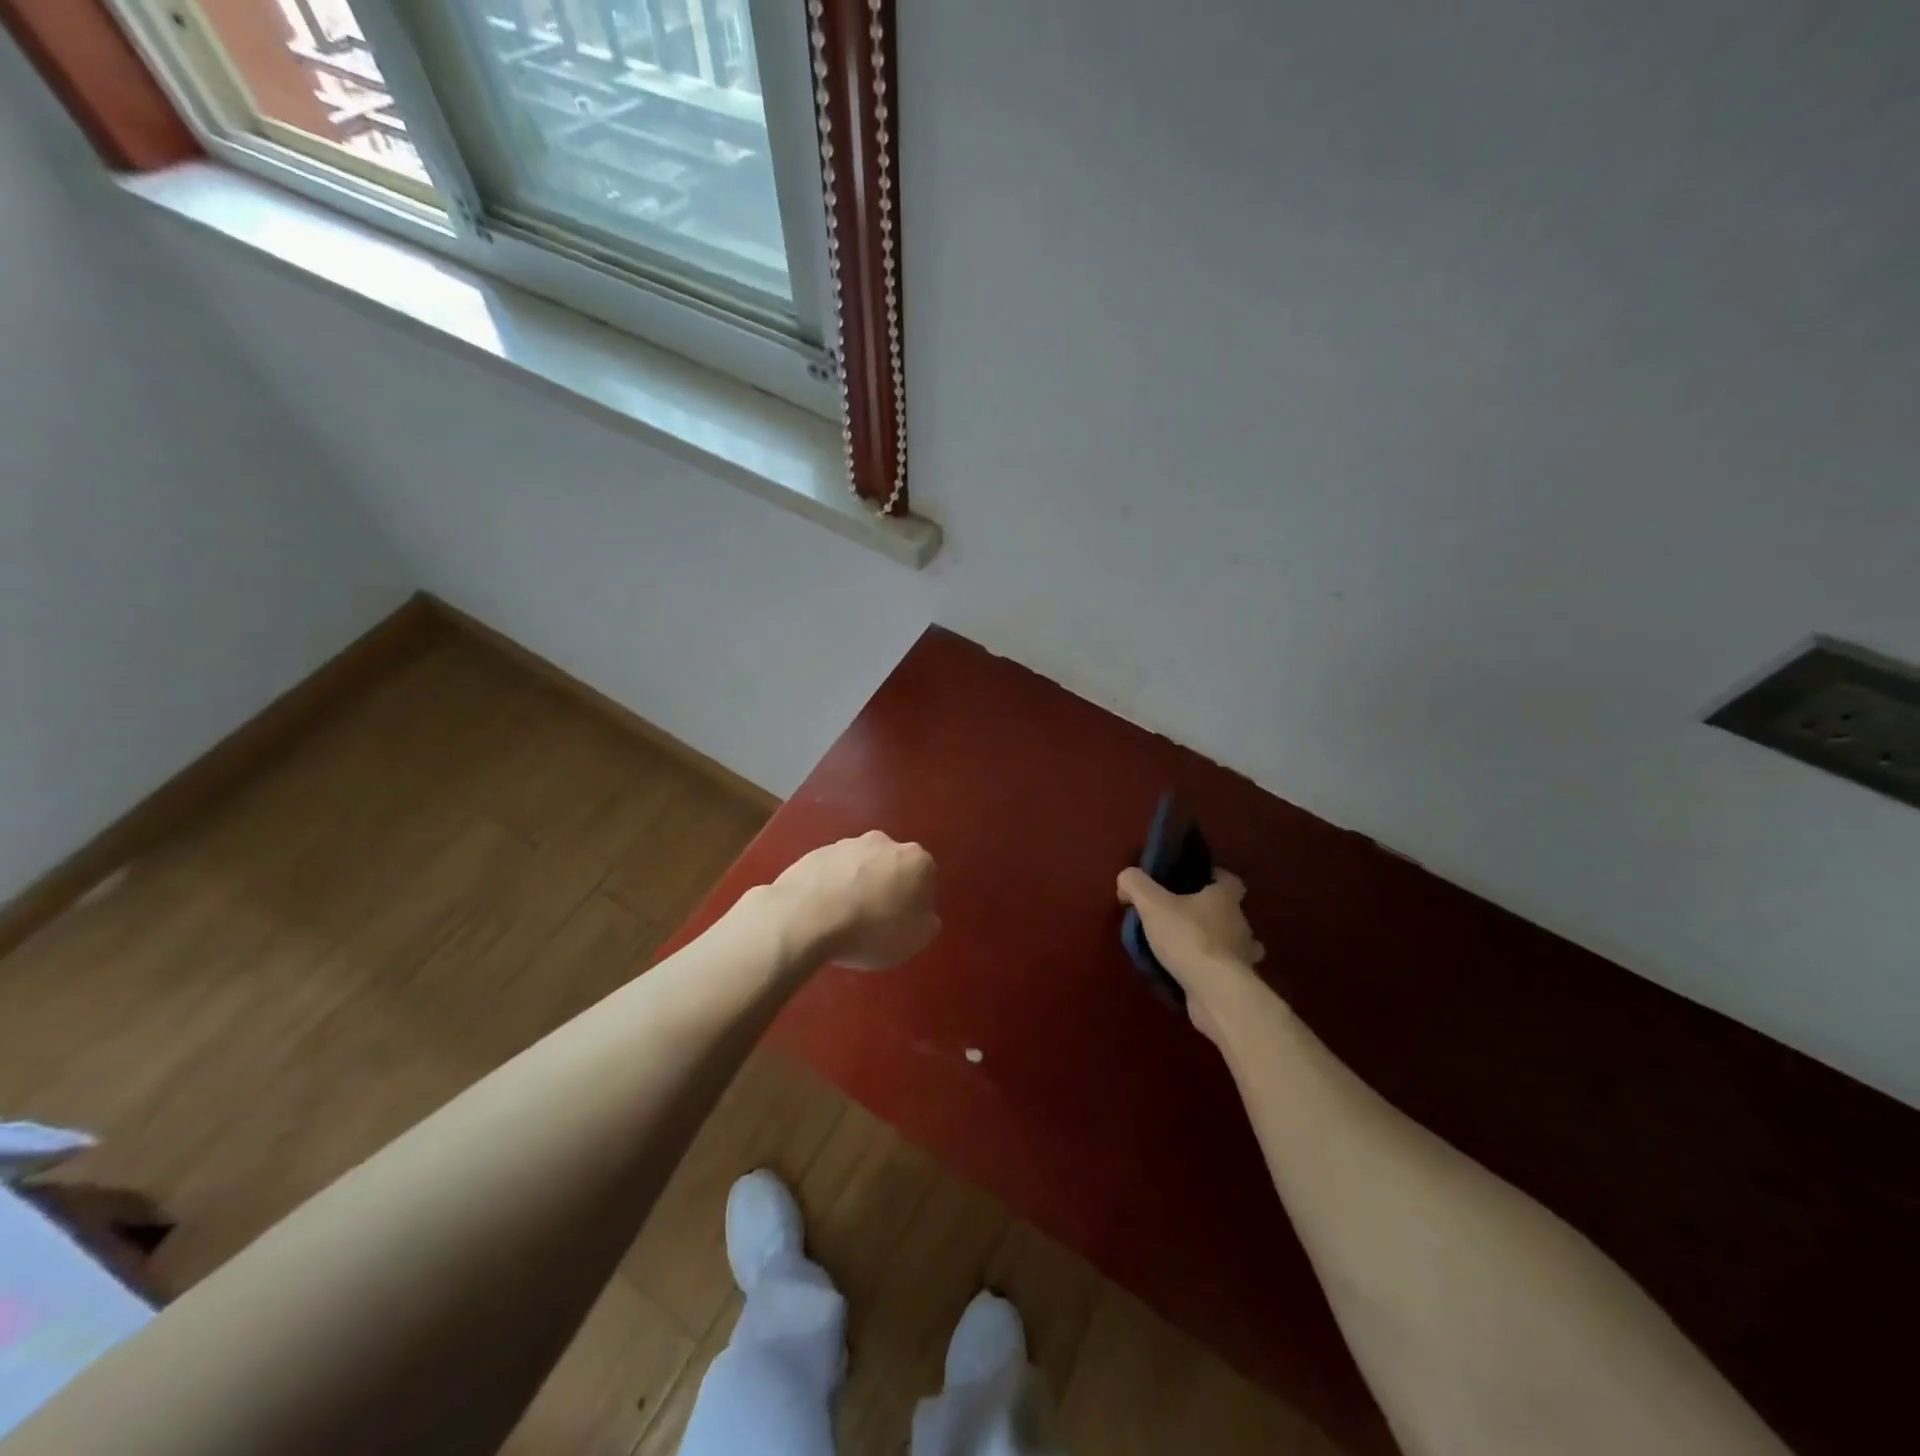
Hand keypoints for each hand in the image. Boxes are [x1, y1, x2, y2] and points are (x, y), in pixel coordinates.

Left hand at [770, 832, 939, 969]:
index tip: (902, 924)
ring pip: (860, 867)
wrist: (806, 917)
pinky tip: (821, 913)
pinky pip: (832, 873)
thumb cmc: (871, 929)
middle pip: (892, 867)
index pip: (926, 879)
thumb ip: (927, 922)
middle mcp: (884, 842)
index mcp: (916, 859)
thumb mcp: (916, 939)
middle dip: (886, 888)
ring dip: (857, 887)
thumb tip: (921, 913)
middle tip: (874, 921)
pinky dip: (830, 888)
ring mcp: (846, 844)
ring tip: (842, 920)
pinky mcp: (815, 852)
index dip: (916, 903)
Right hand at [1116, 867, 1264, 1042]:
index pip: (1230, 881)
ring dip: (1217, 944)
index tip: (1197, 881)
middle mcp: (1241, 924)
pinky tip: (1192, 975)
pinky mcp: (1239, 983)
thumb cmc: (1188, 938)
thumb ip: (1136, 885)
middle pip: (1231, 912)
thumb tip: (1126, 880)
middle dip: (1211, 914)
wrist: (1214, 991)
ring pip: (1234, 944)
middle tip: (1182, 917)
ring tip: (1189, 948)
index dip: (1215, 878)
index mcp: (1224, 899)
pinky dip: (1213, 970)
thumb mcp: (1152, 904)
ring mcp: (1244, 956)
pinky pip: (1227, 971)